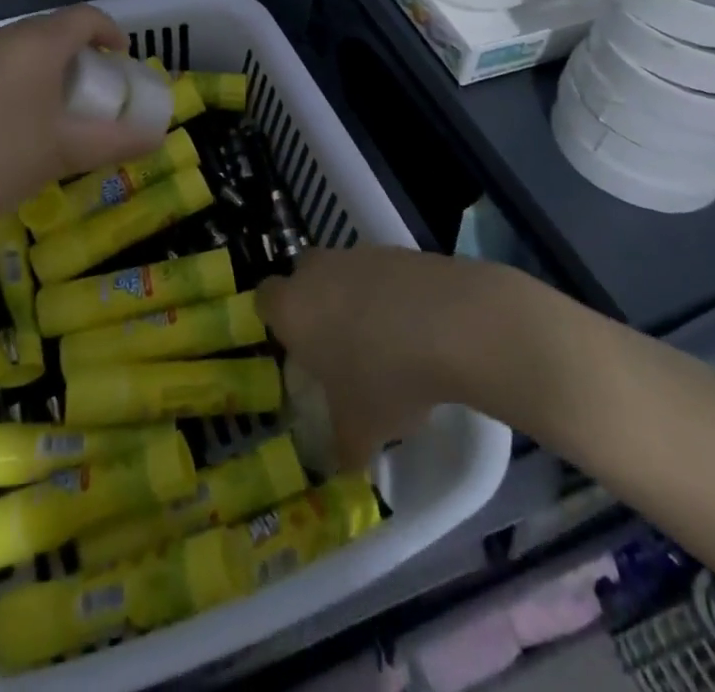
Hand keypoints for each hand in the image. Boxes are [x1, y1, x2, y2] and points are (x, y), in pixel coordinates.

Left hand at [0, 5, 168, 246]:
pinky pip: (6, 59)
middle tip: (100, 87)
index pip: (85, 17)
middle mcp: (5, 38)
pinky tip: (28, 113)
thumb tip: (156, 137)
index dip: (112, 33)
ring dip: (56, 62)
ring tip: (68, 101)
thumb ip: (117, 141)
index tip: (125, 64)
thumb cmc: (0, 162)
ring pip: (29, 43)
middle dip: (86, 50)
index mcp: (36, 45)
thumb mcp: (67, 153)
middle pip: (57, 27)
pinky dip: (29, 72)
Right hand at [258, 246, 497, 469]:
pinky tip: (417, 328)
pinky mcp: (396, 250)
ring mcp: (356, 255)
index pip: (264, 301)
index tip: (300, 351)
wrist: (450, 323)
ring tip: (387, 343)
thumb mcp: (361, 429)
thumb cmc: (384, 377)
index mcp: (291, 309)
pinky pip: (381, 273)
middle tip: (339, 345)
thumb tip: (343, 464)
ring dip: (356, 300)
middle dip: (317, 305)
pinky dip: (391, 294)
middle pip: (304, 279)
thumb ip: (343, 446)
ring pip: (344, 274)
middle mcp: (315, 272)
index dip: (279, 323)